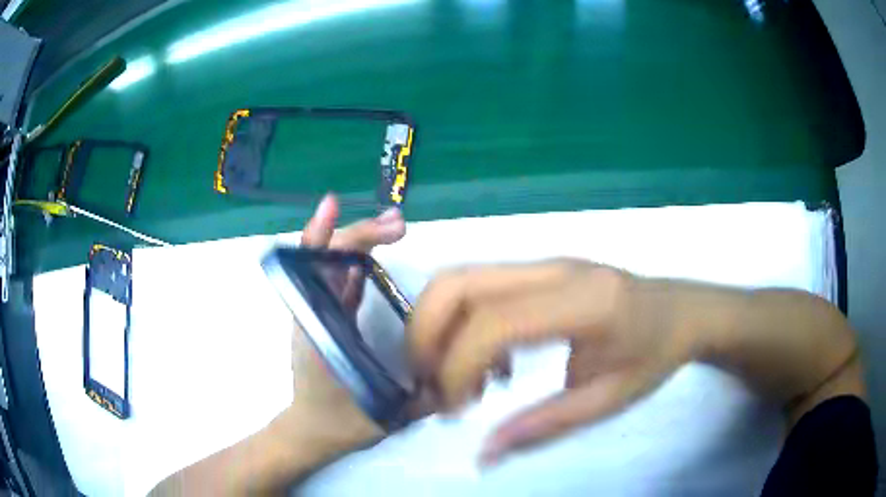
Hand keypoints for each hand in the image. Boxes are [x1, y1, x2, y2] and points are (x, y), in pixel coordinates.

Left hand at [287, 194, 406, 456]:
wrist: (310, 432)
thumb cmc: (338, 424)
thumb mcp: (380, 416)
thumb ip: (422, 401)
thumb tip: (466, 379)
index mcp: (320, 330)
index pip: (325, 272)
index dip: (343, 240)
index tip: (378, 225)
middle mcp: (315, 313)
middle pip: (329, 257)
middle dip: (363, 232)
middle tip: (401, 224)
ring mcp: (320, 313)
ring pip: (333, 263)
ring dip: (360, 239)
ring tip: (395, 226)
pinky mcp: (329, 317)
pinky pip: (338, 280)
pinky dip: (353, 259)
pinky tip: (375, 249)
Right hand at [408, 259, 696, 464]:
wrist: (680, 311)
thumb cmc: (654, 356)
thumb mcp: (608, 401)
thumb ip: (544, 427)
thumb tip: (483, 455)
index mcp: (584, 302)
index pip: (493, 321)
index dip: (457, 367)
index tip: (455, 411)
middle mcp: (553, 269)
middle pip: (456, 283)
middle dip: (424, 338)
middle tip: (433, 389)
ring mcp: (542, 263)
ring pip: (458, 279)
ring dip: (436, 329)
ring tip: (457, 379)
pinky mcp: (537, 269)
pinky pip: (476, 286)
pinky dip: (459, 323)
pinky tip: (488, 362)